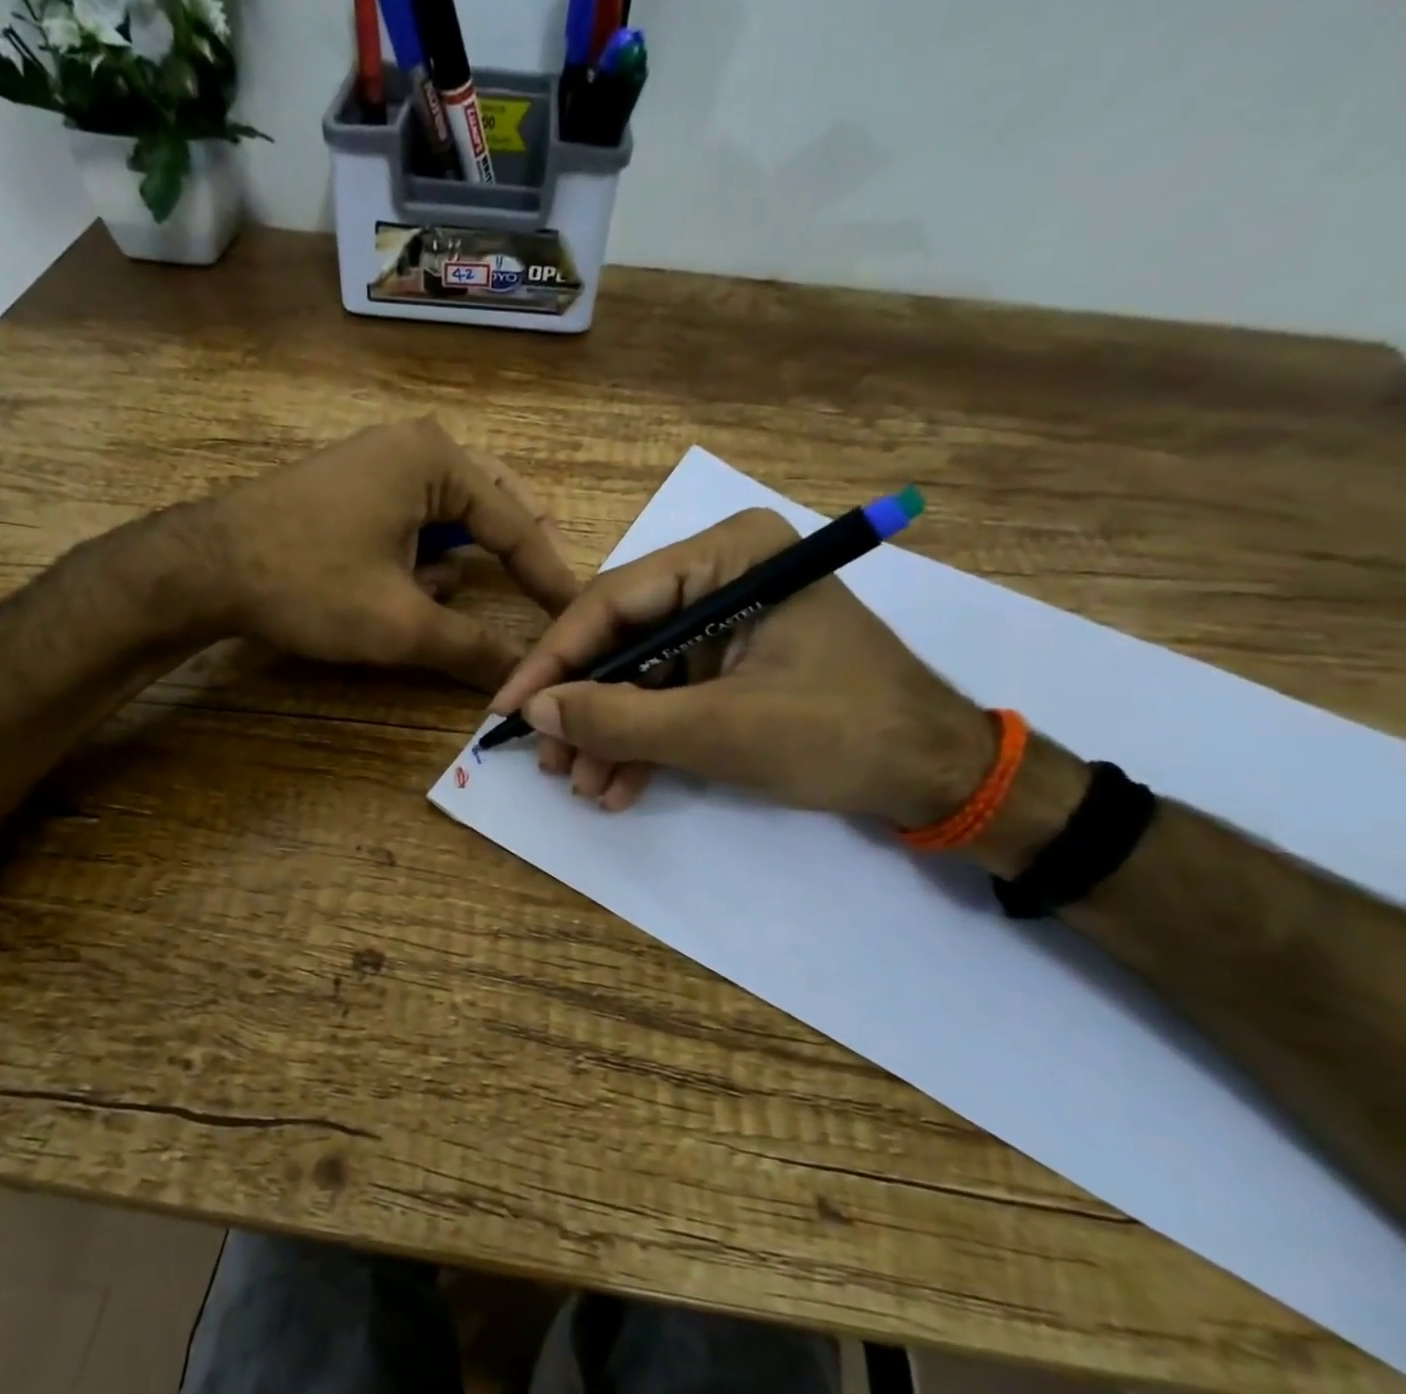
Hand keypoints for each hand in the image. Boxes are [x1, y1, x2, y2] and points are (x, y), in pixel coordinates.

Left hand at [193, 419, 578, 690]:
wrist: (204, 568)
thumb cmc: (309, 584)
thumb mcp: (400, 624)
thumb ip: (470, 649)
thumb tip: (521, 681)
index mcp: (436, 460)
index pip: (516, 523)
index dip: (550, 576)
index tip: (577, 614)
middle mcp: (414, 446)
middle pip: (493, 504)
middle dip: (516, 553)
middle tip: (545, 596)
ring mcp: (380, 462)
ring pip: (452, 515)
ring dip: (465, 558)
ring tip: (461, 600)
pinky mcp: (354, 487)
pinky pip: (415, 519)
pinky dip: (427, 554)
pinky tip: (413, 587)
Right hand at [489, 508, 995, 821]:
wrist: (935, 778)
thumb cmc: (839, 735)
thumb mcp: (718, 731)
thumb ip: (619, 719)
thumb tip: (534, 713)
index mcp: (729, 556)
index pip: (613, 601)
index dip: (553, 661)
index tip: (508, 710)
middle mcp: (722, 575)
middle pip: (621, 639)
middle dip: (582, 706)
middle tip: (548, 762)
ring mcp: (726, 620)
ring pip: (638, 673)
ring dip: (608, 733)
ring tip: (583, 786)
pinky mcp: (731, 662)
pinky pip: (668, 695)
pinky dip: (642, 740)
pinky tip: (619, 785)